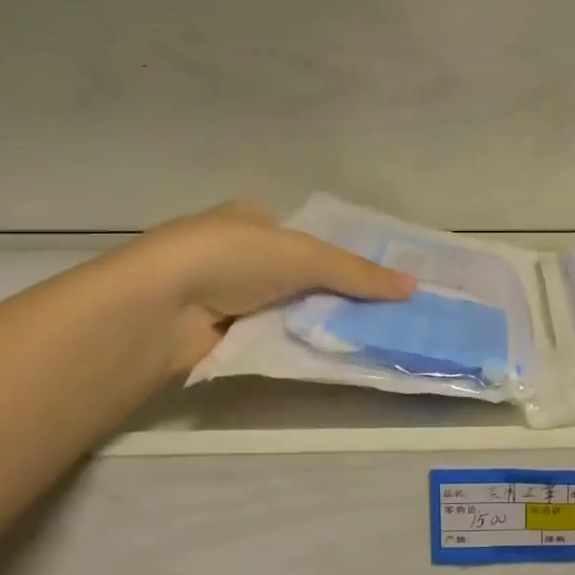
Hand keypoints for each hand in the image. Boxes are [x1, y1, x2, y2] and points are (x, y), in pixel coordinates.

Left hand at [128, 201, 415, 368]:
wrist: (161, 307)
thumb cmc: (233, 259)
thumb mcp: (305, 256)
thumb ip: (358, 274)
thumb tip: (413, 287)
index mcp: (252, 219)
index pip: (306, 236)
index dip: (341, 257)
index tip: (378, 281)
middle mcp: (238, 253)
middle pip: (300, 276)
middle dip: (334, 294)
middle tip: (382, 314)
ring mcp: (225, 295)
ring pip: (287, 309)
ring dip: (317, 322)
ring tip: (368, 337)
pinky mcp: (219, 334)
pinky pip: (270, 337)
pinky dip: (295, 344)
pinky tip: (328, 355)